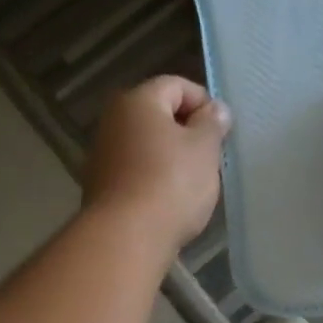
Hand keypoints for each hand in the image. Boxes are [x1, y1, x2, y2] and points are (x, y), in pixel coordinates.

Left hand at [83, 76, 230, 251]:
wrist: (126, 237)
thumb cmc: (171, 183)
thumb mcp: (204, 149)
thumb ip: (212, 123)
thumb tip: (215, 109)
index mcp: (137, 101)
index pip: (175, 85)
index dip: (203, 102)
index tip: (221, 130)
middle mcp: (112, 121)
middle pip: (157, 114)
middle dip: (186, 131)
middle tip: (210, 156)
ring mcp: (102, 155)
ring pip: (146, 144)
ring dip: (170, 156)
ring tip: (193, 181)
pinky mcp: (100, 186)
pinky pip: (135, 171)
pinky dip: (153, 177)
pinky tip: (169, 200)